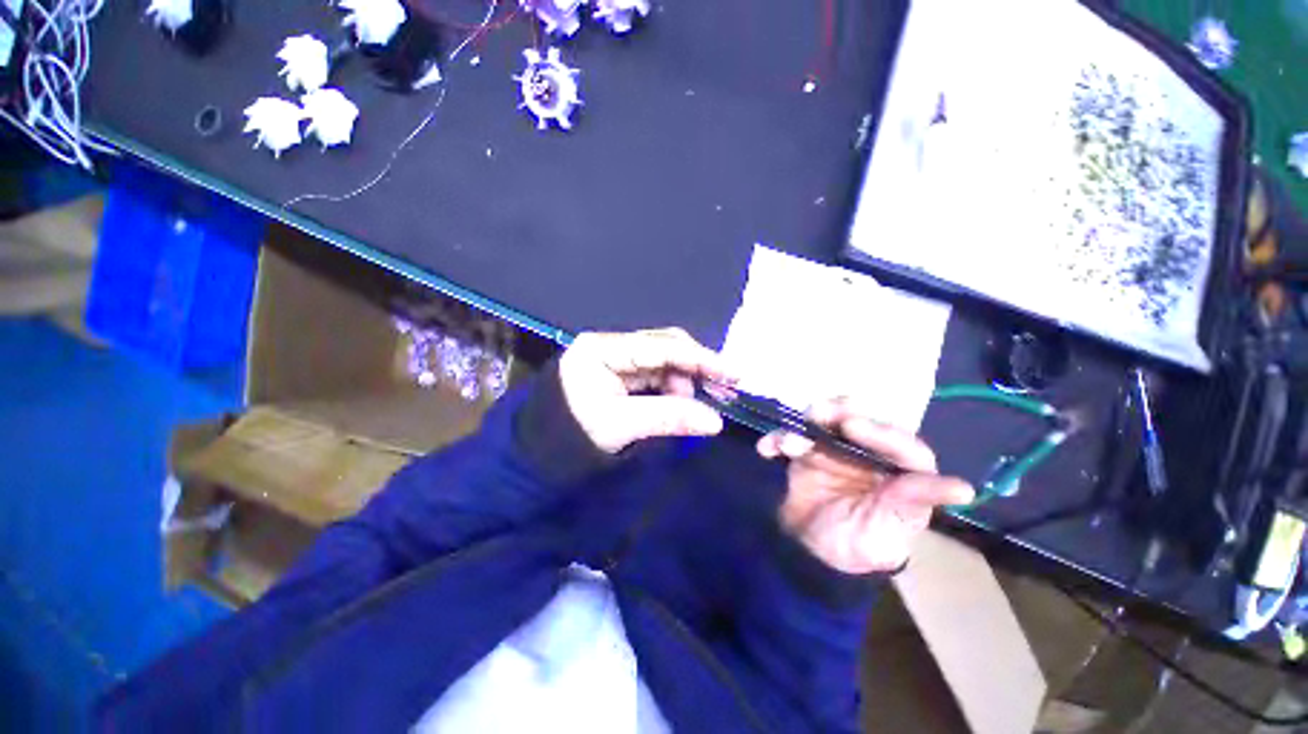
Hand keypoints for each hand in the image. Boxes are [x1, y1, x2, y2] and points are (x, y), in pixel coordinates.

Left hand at [558, 328, 736, 453]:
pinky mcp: (620, 374)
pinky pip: (655, 375)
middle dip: (694, 368)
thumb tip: (716, 422)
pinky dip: (673, 387)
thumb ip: (669, 417)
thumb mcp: (621, 426)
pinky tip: (683, 401)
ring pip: (662, 362)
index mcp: (603, 349)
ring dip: (684, 381)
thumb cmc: (573, 436)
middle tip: (722, 389)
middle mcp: (611, 346)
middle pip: (664, 348)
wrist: (540, 455)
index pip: (660, 346)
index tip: (731, 372)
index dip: (699, 358)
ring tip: (696, 404)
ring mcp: (616, 359)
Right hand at [758, 398, 973, 574]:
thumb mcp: (890, 529)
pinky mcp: (806, 455)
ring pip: (824, 423)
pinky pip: (790, 439)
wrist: (814, 554)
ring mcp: (835, 451)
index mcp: (900, 472)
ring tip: (789, 440)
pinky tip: (766, 449)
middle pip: (861, 421)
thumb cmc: (860, 543)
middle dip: (839, 411)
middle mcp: (869, 454)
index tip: (852, 425)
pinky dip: (776, 440)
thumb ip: (916, 502)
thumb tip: (964, 488)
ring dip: (804, 425)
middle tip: (819, 412)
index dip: (880, 432)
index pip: (901, 445)